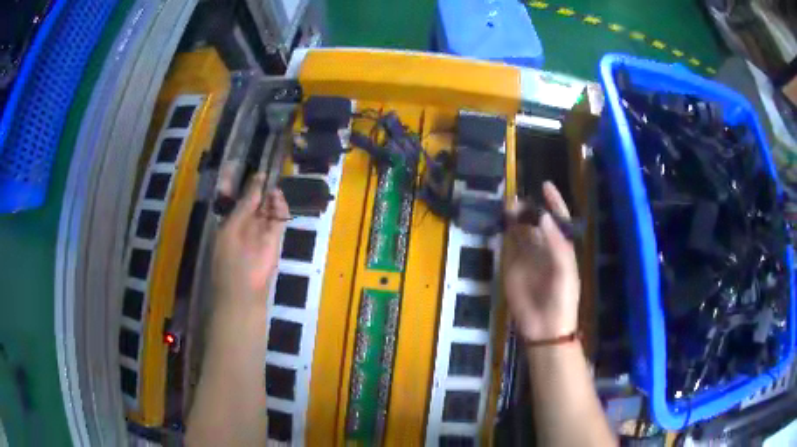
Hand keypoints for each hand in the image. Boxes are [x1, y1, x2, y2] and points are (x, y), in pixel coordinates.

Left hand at [212, 171, 288, 314]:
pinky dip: (280, 209)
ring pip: (269, 211)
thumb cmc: (230, 261)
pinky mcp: (275, 241)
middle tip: (270, 175)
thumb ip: (244, 207)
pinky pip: (279, 220)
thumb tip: (255, 185)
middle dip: (263, 191)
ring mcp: (262, 234)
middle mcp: (247, 227)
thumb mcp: (231, 229)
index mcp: (232, 224)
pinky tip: (279, 197)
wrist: (243, 293)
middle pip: (257, 204)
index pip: (242, 201)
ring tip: (275, 186)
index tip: (259, 173)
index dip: (250, 188)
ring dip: (272, 199)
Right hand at [503, 182, 579, 341]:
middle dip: (528, 208)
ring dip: (515, 218)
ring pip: (521, 232)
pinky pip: (508, 247)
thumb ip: (556, 244)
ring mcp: (527, 258)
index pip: (558, 220)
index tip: (545, 185)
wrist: (545, 328)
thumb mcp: (565, 270)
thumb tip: (542, 216)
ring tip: (507, 206)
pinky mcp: (512, 269)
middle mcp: (544, 249)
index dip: (554, 203)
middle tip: (516, 199)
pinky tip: (501, 224)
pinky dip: (505, 234)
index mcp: (562, 248)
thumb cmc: (563, 299)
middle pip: (536, 223)